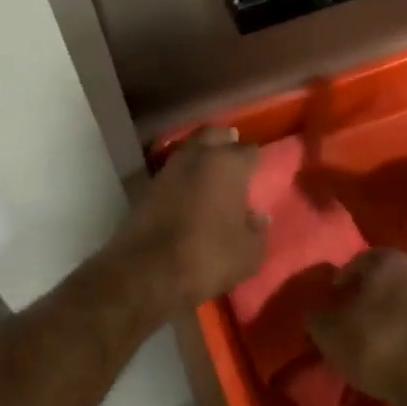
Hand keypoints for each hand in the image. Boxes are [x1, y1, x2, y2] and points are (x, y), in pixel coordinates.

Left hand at [116, 128, 266, 309]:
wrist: (148, 270)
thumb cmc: (209, 256)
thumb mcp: (249, 252)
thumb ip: (258, 229)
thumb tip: (258, 216)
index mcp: (228, 164)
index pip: (249, 150)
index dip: (255, 160)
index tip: (258, 170)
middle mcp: (198, 156)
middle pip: (214, 135)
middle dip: (224, 141)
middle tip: (233, 152)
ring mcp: (169, 168)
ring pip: (189, 149)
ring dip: (200, 156)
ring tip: (211, 172)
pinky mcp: (147, 186)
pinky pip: (173, 171)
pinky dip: (183, 175)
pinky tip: (189, 189)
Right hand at [309, 250, 406, 405]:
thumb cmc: (375, 342)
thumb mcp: (328, 330)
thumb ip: (316, 314)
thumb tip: (317, 311)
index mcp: (387, 259)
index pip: (355, 263)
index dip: (339, 285)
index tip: (331, 308)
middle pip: (380, 282)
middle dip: (363, 300)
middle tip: (346, 324)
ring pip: (400, 303)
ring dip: (384, 318)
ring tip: (366, 344)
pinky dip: (401, 335)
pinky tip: (390, 355)